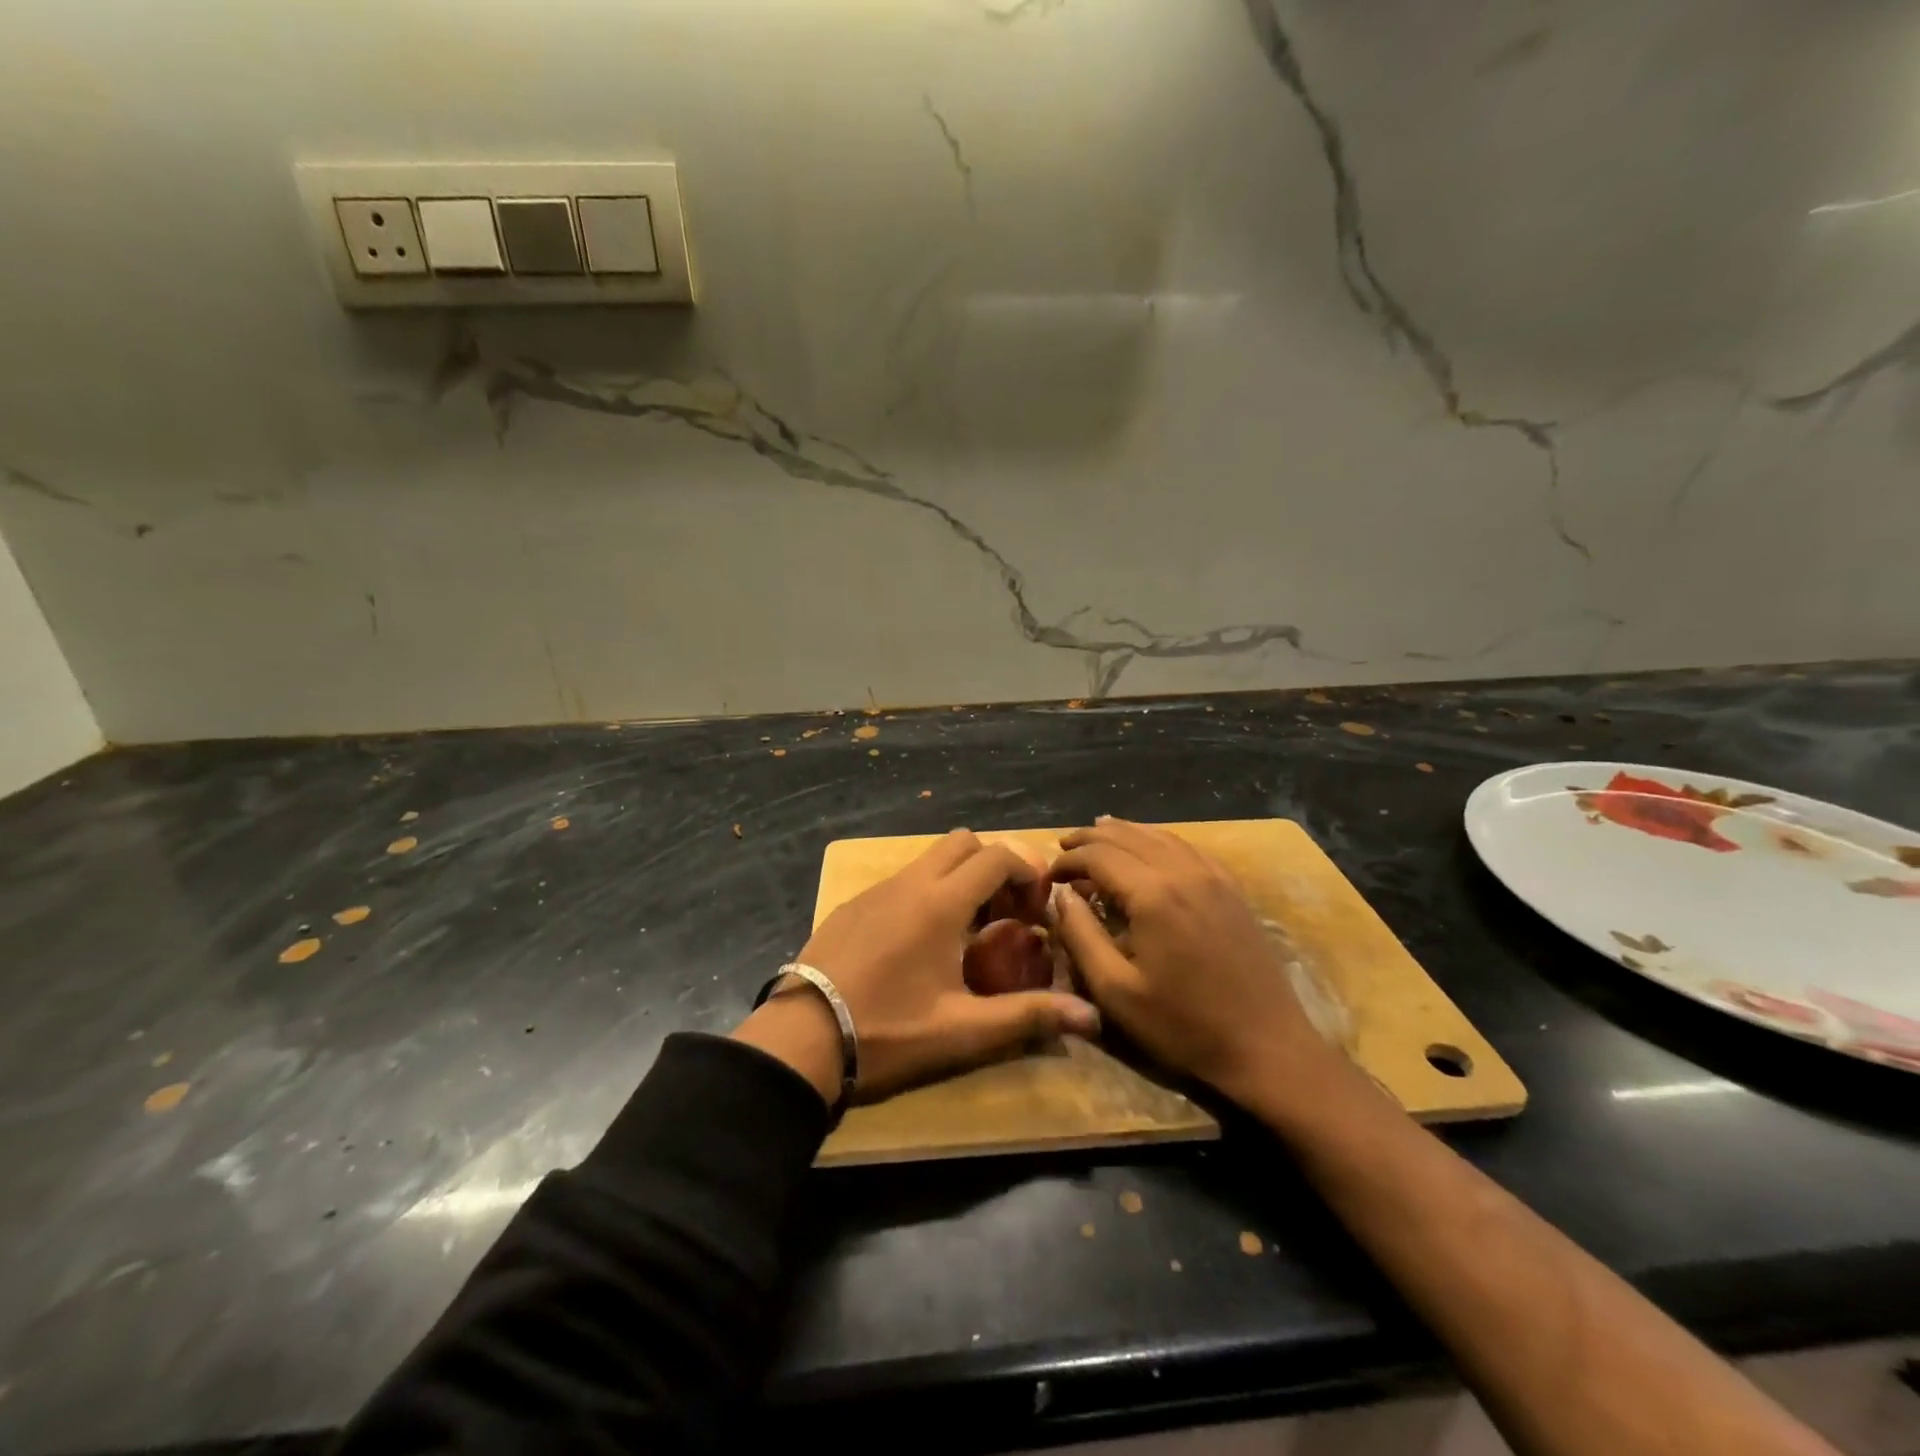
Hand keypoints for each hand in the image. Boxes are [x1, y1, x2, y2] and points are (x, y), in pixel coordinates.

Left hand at [734, 829, 1099, 1102]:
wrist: (801, 1039)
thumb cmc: (888, 1031)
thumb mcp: (962, 1029)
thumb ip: (1028, 1016)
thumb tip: (1092, 1016)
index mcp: (940, 902)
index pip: (996, 856)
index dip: (1027, 872)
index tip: (1037, 908)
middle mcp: (909, 882)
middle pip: (963, 842)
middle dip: (994, 865)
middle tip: (1005, 912)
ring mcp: (876, 890)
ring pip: (929, 859)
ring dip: (958, 879)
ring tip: (967, 931)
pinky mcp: (852, 905)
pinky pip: (901, 880)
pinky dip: (926, 892)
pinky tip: (920, 943)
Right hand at [1051, 817, 1331, 1104]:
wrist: (1266, 1048)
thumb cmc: (1183, 1026)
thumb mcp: (1116, 990)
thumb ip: (1081, 936)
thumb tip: (1061, 897)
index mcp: (1153, 894)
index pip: (1098, 855)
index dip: (1067, 860)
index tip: (1048, 877)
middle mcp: (1183, 872)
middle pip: (1127, 836)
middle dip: (1089, 839)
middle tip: (1063, 849)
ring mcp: (1213, 876)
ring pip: (1159, 835)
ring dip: (1122, 833)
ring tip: (1095, 835)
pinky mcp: (1231, 888)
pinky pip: (1187, 848)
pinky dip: (1157, 840)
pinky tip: (1148, 848)